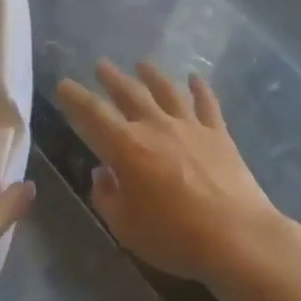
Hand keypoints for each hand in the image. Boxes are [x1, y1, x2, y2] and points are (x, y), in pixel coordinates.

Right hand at [56, 60, 280, 282]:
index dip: (76, 97)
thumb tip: (102, 173)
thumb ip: (107, 196)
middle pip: (130, 94)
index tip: (64, 84)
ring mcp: (190, 126)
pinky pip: (207, 103)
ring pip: (167, 91)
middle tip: (101, 65)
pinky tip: (195, 78)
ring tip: (142, 64)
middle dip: (112, 78)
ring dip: (152, 75)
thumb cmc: (174, 236)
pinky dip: (200, 88)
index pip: (93, 114)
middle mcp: (156, 127)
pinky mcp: (219, 134)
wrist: (236, 237)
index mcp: (127, 147)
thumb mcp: (125, 226)